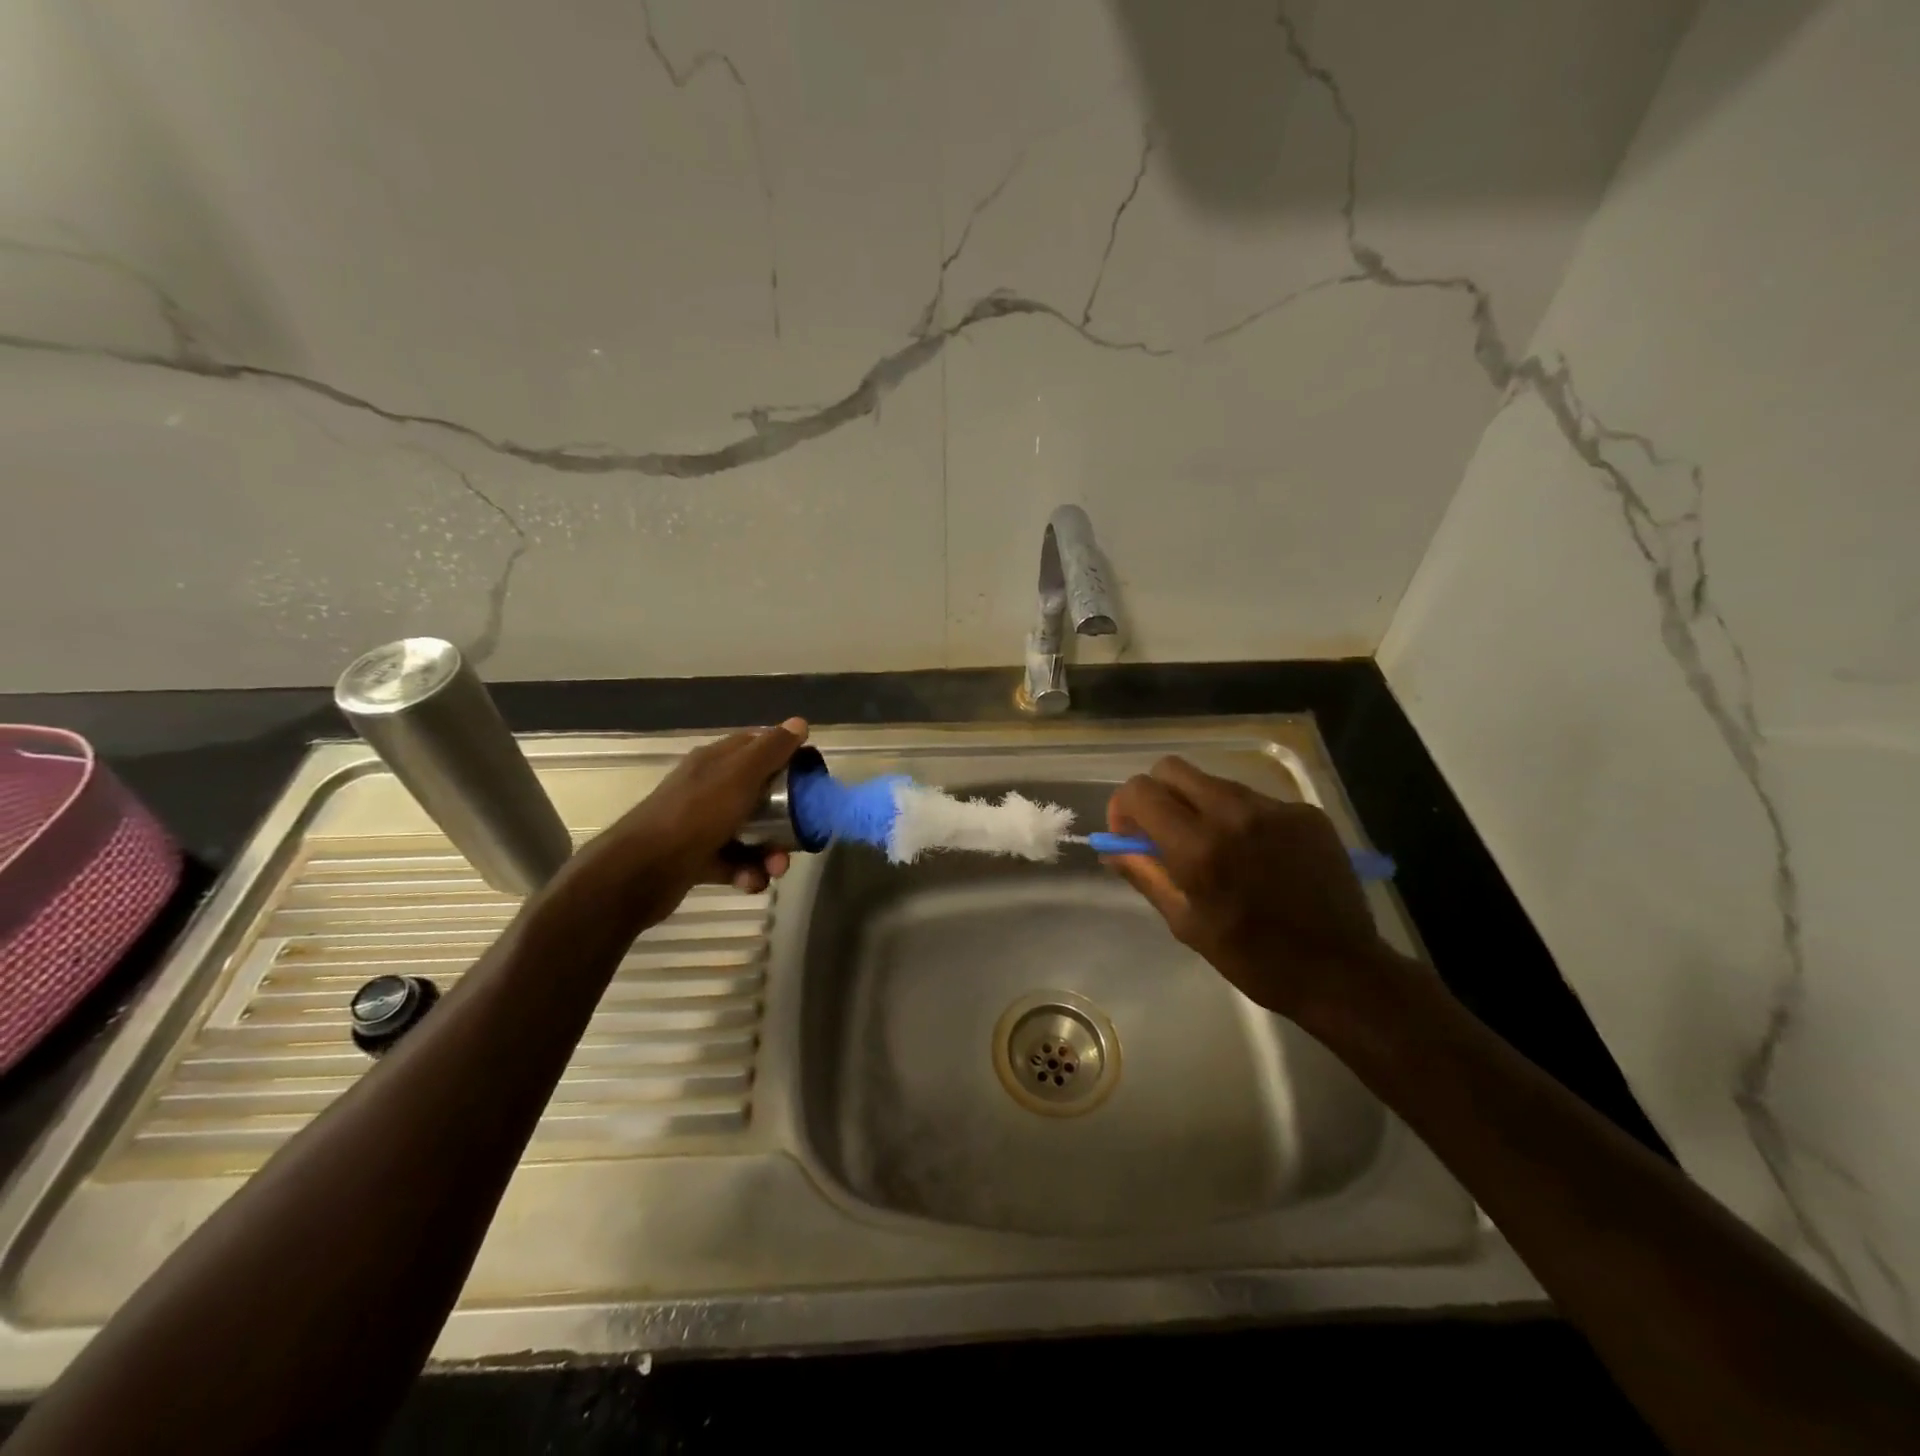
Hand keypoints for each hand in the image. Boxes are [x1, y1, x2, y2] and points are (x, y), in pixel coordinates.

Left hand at [573, 718, 808, 927]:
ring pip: (749, 832)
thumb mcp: (739, 777)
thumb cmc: (694, 816)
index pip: (756, 746)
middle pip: (759, 795)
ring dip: (769, 851)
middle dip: (784, 816)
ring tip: (775, 869)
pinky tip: (751, 883)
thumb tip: (799, 722)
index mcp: (715, 762)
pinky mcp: (697, 858)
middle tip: (800, 833)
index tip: (810, 774)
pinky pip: (733, 862)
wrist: (640, 872)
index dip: (785, 756)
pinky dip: (747, 873)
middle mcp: (708, 788)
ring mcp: (701, 824)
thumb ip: (770, 750)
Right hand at [1105, 756, 1399, 1020]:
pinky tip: (1258, 855)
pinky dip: (1242, 818)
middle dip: (1157, 794)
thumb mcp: (1186, 923)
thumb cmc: (1253, 958)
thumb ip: (1145, 875)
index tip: (1130, 835)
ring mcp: (1274, 808)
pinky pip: (1255, 799)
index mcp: (1198, 847)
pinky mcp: (1305, 812)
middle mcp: (1234, 813)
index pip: (1140, 791)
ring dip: (1200, 805)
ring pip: (1214, 782)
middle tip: (1165, 831)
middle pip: (1172, 769)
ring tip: (1217, 848)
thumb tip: (1113, 847)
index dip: (1124, 807)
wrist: (1341, 972)